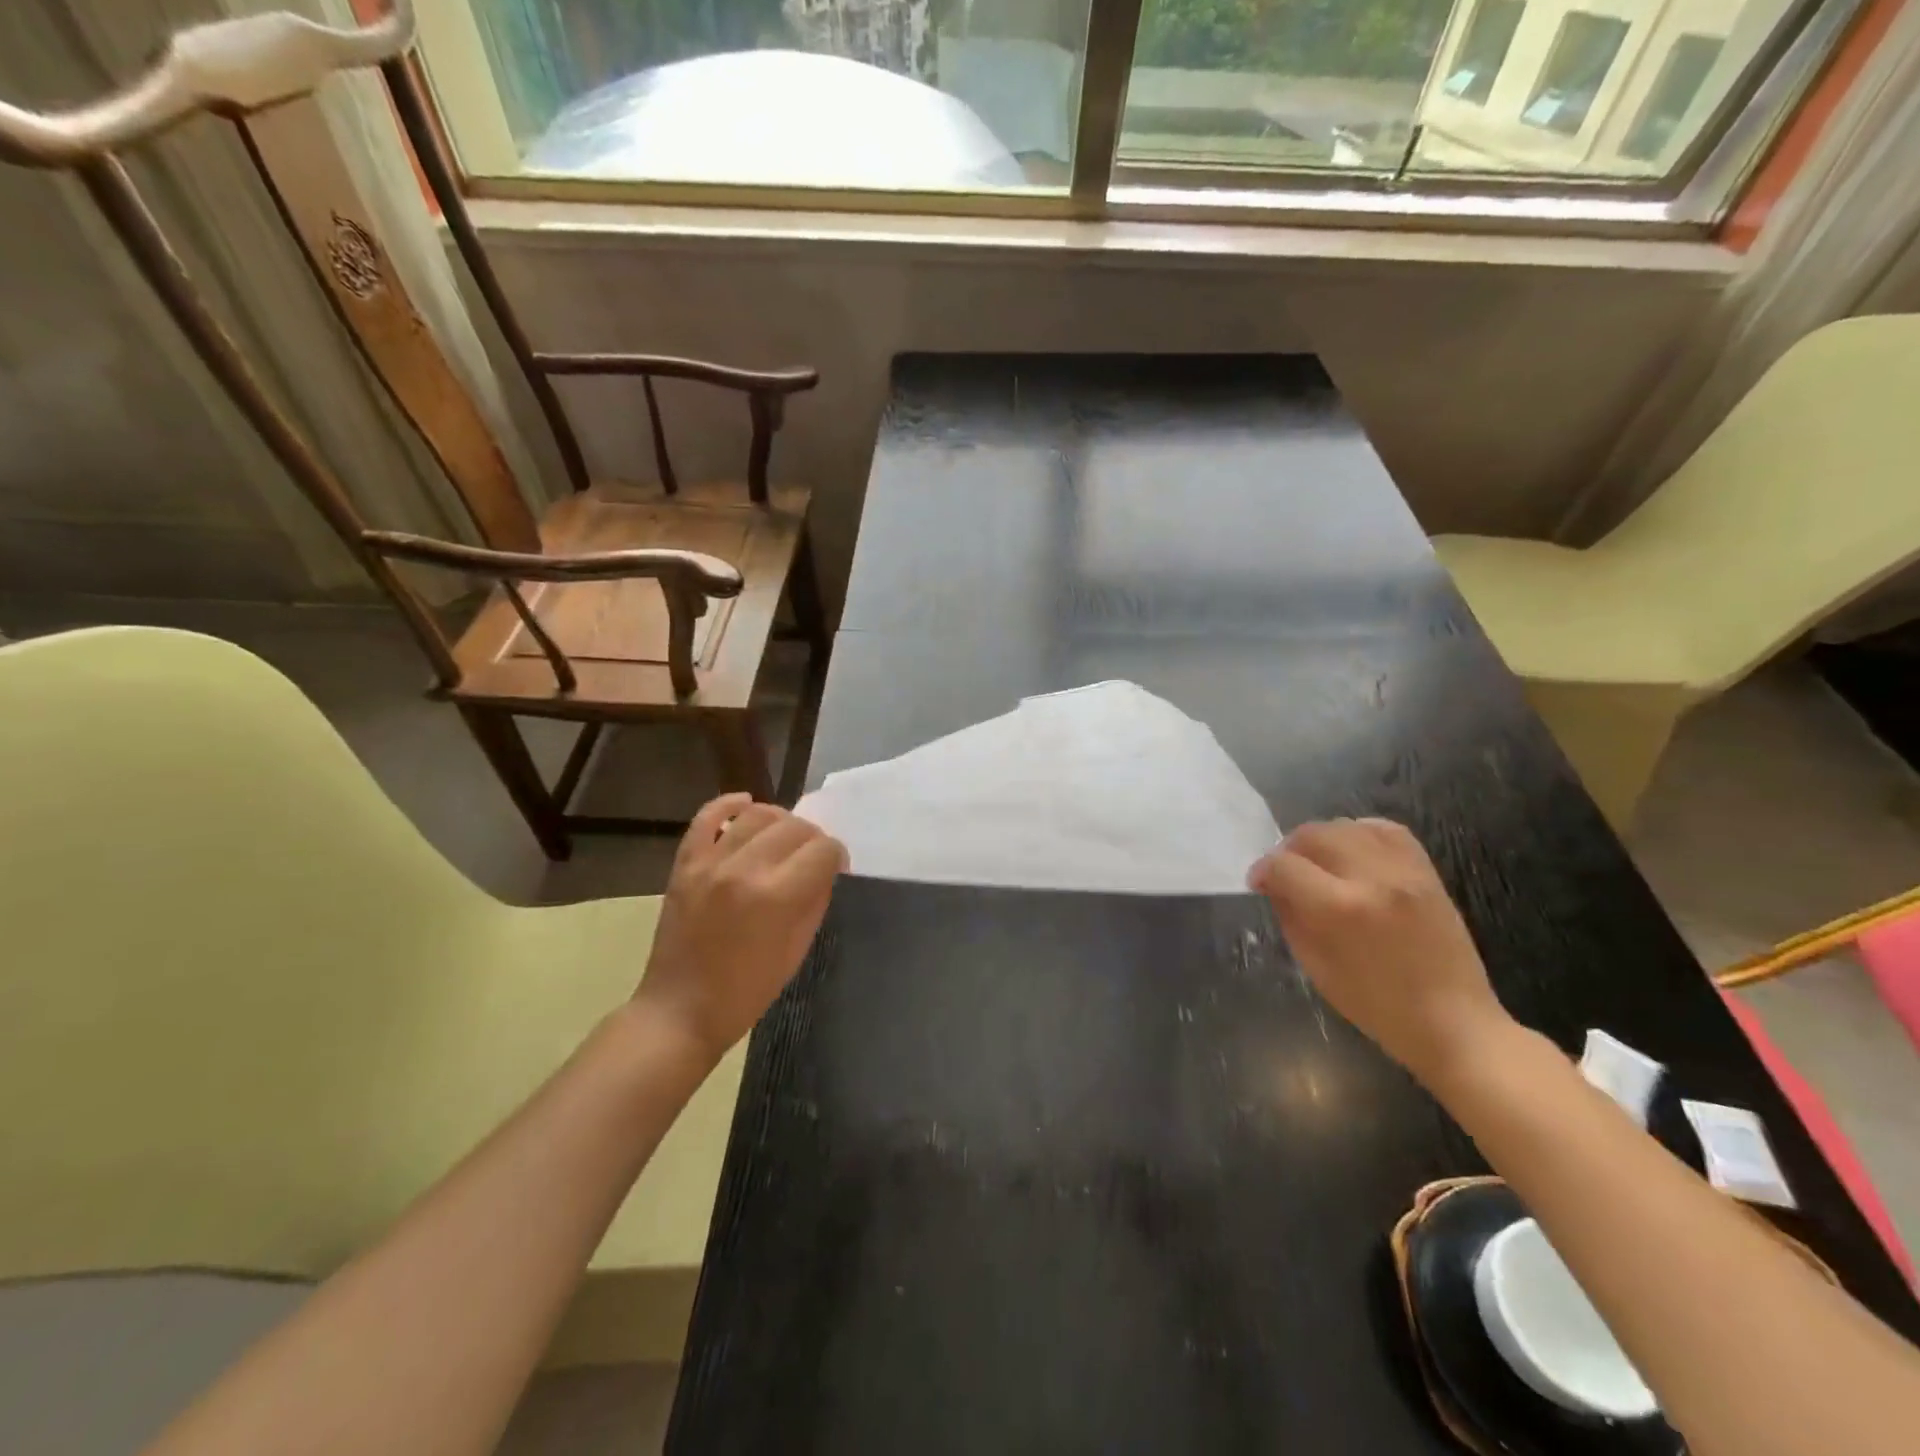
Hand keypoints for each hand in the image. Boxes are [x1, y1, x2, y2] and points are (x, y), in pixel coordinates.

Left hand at [636, 793, 847, 1061]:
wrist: (680, 1011)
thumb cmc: (747, 991)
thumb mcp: (797, 950)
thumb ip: (815, 901)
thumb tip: (825, 869)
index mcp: (777, 897)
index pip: (823, 850)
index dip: (837, 856)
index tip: (835, 868)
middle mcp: (744, 869)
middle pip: (795, 827)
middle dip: (813, 838)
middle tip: (812, 857)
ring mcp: (710, 863)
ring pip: (757, 814)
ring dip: (779, 820)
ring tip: (784, 836)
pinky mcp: (684, 864)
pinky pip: (706, 817)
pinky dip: (728, 804)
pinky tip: (746, 804)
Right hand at [1247, 818, 1514, 1085]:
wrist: (1454, 1022)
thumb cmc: (1376, 1005)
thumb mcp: (1315, 966)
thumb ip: (1290, 916)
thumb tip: (1275, 885)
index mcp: (1339, 909)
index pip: (1283, 865)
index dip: (1262, 871)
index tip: (1258, 884)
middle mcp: (1371, 878)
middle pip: (1313, 834)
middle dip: (1288, 850)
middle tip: (1286, 872)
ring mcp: (1404, 871)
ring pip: (1346, 826)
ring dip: (1322, 839)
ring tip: (1319, 862)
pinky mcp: (1426, 872)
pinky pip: (1386, 830)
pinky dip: (1360, 833)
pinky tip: (1353, 852)